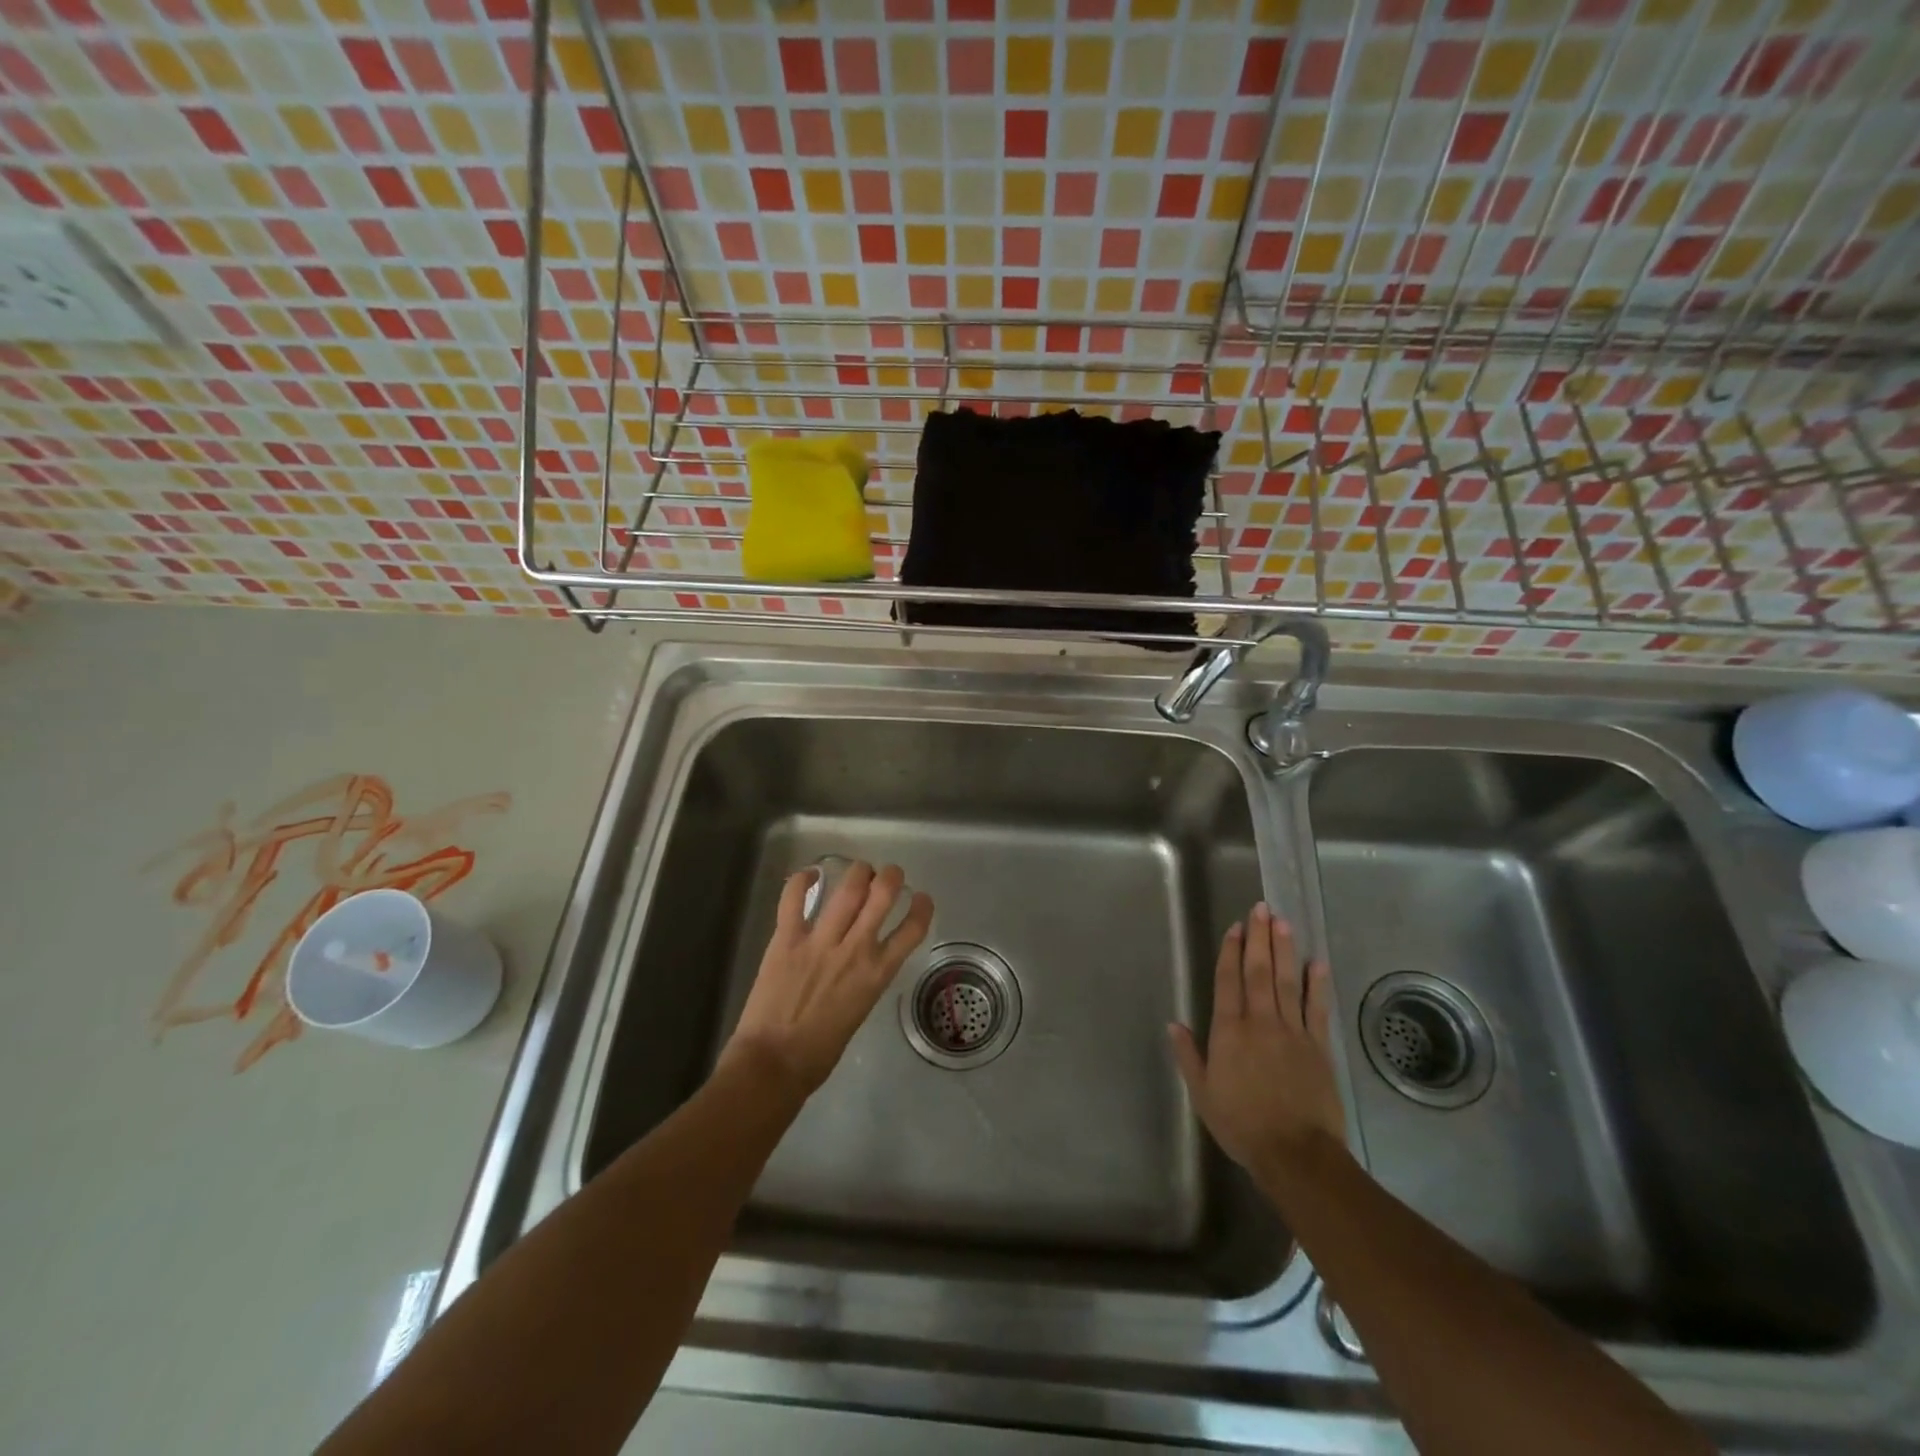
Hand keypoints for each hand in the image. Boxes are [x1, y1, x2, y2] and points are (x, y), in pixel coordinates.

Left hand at [723, 861, 934, 1098]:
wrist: (774, 1062)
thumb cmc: (820, 1051)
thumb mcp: (860, 1010)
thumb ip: (865, 979)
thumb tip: (863, 961)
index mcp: (877, 974)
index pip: (912, 929)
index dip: (922, 908)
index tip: (921, 898)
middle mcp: (855, 949)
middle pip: (882, 895)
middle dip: (890, 876)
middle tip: (888, 874)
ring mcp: (820, 940)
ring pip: (847, 889)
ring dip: (858, 872)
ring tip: (860, 870)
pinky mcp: (787, 938)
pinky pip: (794, 898)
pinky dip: (802, 880)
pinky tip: (811, 874)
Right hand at [1169, 902, 1345, 1183]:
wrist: (1295, 1153)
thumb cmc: (1241, 1124)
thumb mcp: (1202, 1094)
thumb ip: (1189, 1055)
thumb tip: (1175, 1023)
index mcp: (1229, 1031)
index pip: (1228, 981)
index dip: (1231, 952)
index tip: (1235, 927)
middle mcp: (1260, 1022)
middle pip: (1258, 972)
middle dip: (1259, 938)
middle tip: (1261, 909)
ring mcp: (1292, 1032)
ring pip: (1286, 982)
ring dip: (1284, 950)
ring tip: (1283, 922)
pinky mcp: (1318, 1047)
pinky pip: (1317, 1009)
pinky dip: (1317, 985)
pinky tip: (1316, 963)